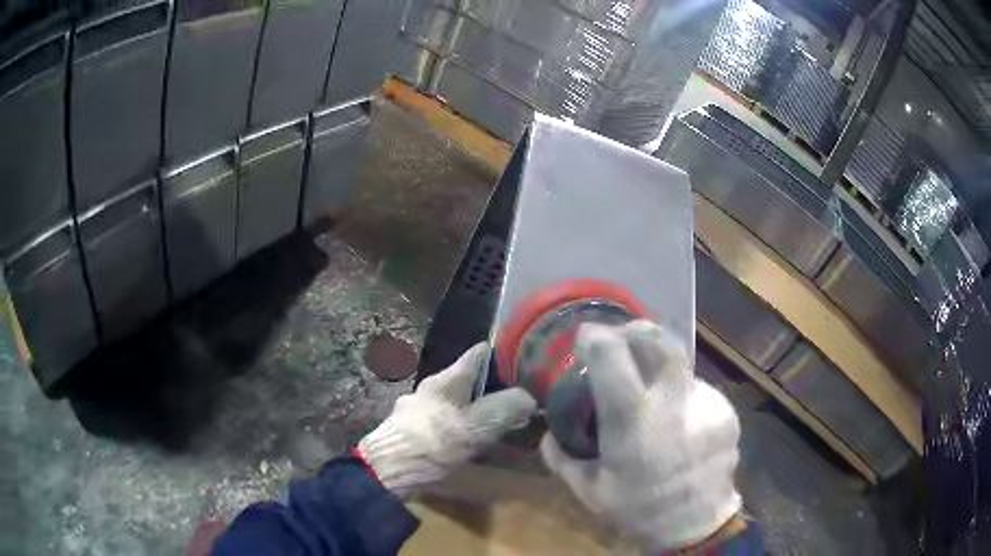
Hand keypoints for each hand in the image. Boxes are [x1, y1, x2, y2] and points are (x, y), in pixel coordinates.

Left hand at [358, 342, 536, 496]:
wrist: (387, 471)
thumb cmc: (434, 444)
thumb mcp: (478, 427)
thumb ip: (507, 408)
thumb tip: (529, 397)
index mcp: (447, 380)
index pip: (478, 354)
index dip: (502, 354)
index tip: (525, 360)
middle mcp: (429, 387)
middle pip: (466, 380)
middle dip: (491, 388)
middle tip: (516, 400)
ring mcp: (415, 407)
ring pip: (453, 401)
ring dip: (473, 409)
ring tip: (495, 424)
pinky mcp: (409, 428)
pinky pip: (441, 420)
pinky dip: (458, 425)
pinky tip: (466, 442)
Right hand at [541, 320, 741, 550]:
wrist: (697, 527)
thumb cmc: (638, 509)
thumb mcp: (588, 490)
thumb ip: (562, 457)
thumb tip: (551, 431)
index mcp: (634, 423)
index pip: (614, 358)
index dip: (597, 338)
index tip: (587, 336)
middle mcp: (674, 404)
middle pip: (660, 341)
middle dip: (638, 331)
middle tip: (624, 338)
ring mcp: (706, 405)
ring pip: (681, 366)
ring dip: (661, 371)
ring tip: (653, 398)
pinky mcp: (726, 412)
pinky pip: (698, 391)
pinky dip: (681, 397)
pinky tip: (677, 423)